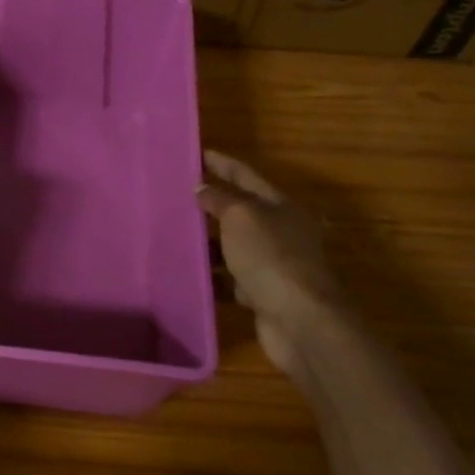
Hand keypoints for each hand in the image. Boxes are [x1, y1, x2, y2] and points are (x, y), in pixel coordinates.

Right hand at [197, 149, 352, 374]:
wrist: (300, 321)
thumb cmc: (270, 256)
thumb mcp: (241, 216)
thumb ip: (219, 199)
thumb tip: (202, 188)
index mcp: (279, 205)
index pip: (245, 175)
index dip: (222, 163)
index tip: (198, 154)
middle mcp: (279, 232)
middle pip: (241, 211)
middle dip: (212, 203)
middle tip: (177, 195)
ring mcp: (273, 265)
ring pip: (233, 247)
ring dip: (209, 243)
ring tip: (174, 235)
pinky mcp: (263, 296)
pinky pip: (231, 280)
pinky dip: (213, 276)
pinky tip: (188, 274)